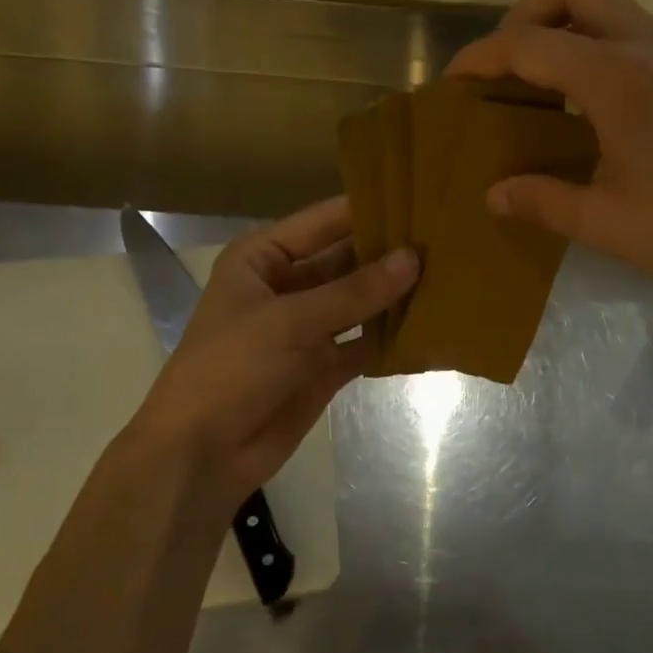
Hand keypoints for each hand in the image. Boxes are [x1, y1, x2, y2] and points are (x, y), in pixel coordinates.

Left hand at [114, 198, 416, 517]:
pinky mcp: (324, 366)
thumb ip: (354, 292)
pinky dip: (390, 337)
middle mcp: (287, 286)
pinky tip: (432, 324)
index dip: (368, 209)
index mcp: (263, 259)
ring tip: (450, 275)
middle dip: (389, 254)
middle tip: (447, 240)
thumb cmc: (231, 369)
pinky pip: (364, 343)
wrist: (202, 454)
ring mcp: (308, 328)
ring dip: (394, 295)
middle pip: (346, 261)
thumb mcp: (289, 322)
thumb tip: (414, 258)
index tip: (421, 198)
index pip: (324, 222)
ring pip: (359, 302)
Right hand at [447, 0, 652, 320]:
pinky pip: (632, 32)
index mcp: (616, 77)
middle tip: (502, 67)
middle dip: (526, 15)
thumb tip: (494, 194)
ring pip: (608, 7)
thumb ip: (543, 201)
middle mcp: (647, 46)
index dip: (483, 58)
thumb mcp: (607, 223)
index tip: (452, 82)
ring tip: (535, 81)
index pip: (530, 44)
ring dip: (564, 27)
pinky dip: (595, 46)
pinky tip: (586, 102)